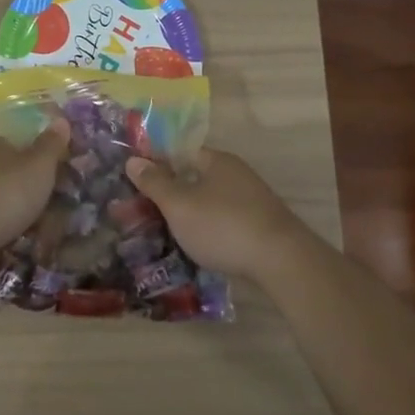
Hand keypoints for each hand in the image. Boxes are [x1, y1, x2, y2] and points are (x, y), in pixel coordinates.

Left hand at [0, 121, 70, 259]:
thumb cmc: (5, 195)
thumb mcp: (38, 165)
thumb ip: (51, 144)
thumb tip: (60, 119)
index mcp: (0, 147)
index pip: (30, 144)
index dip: (53, 157)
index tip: (74, 174)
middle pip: (25, 176)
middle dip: (47, 193)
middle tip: (69, 210)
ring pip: (16, 204)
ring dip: (35, 218)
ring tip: (55, 234)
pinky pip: (6, 227)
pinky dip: (20, 236)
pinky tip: (34, 247)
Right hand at [124, 148, 307, 281]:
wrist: (281, 261)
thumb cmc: (223, 226)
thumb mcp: (179, 205)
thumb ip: (155, 183)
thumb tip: (133, 159)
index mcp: (218, 161)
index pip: (183, 153)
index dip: (160, 165)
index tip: (139, 184)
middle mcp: (238, 174)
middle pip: (198, 178)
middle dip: (175, 193)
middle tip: (148, 212)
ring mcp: (254, 201)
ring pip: (213, 202)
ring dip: (193, 215)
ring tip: (169, 233)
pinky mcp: (262, 227)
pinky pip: (227, 222)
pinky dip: (212, 231)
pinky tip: (200, 248)